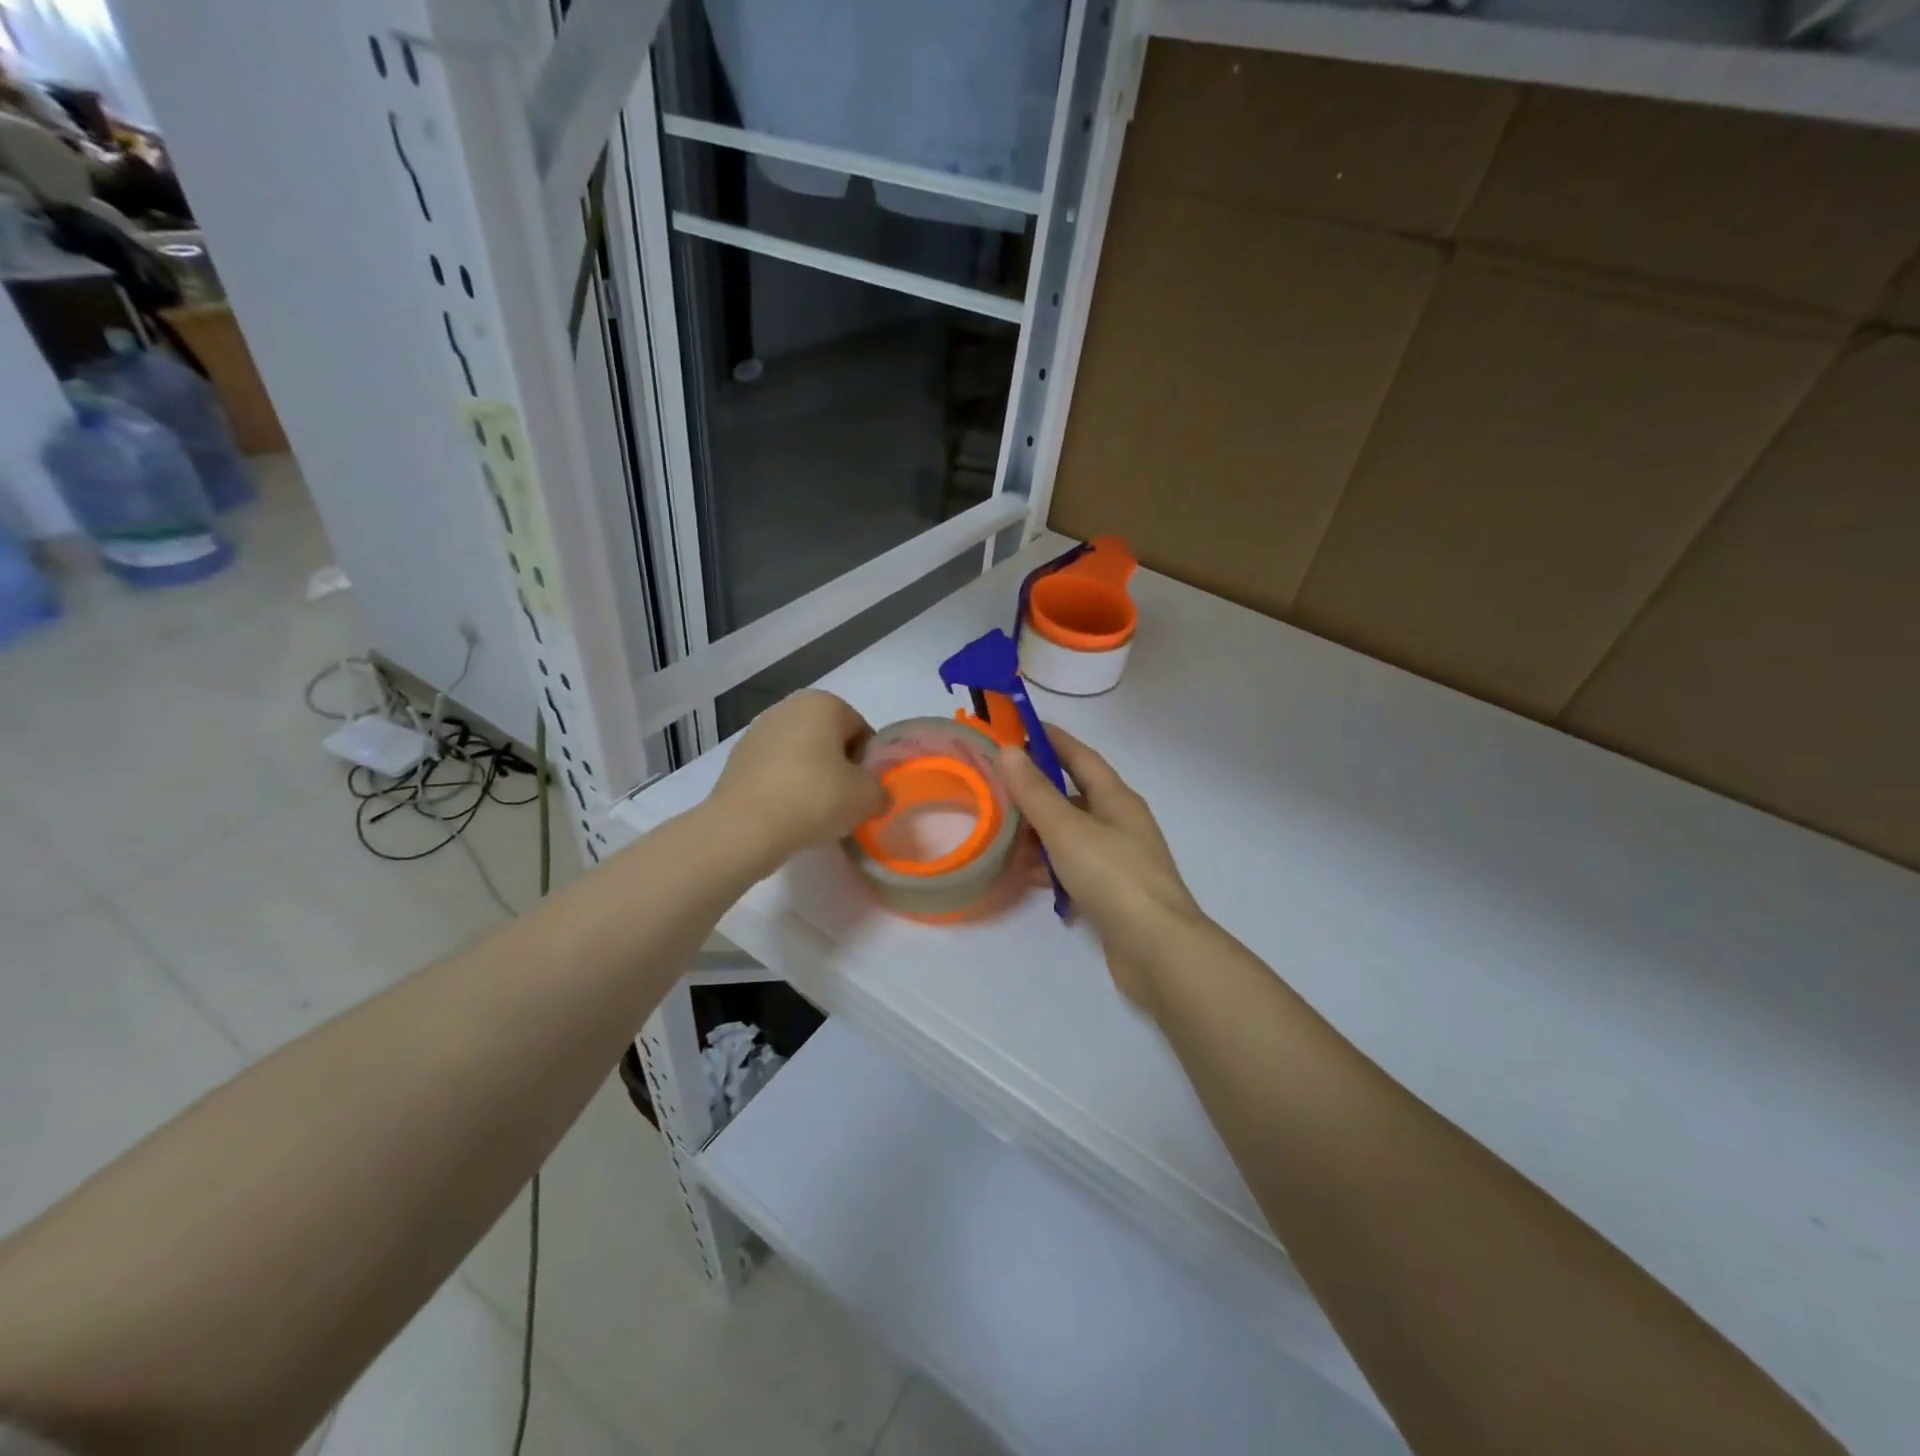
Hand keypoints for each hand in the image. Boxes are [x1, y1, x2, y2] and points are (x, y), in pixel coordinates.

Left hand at [710, 690, 887, 875]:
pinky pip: (776, 771)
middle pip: (829, 740)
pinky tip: (788, 815)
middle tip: (843, 803)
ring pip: (801, 755)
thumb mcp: (867, 798)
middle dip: (839, 768)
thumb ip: (881, 791)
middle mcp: (788, 707)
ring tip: (814, 813)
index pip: (861, 731)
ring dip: (812, 778)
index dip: (868, 763)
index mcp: (822, 703)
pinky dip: (786, 788)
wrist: (744, 828)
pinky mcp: (737, 759)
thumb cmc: (814, 798)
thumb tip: (875, 796)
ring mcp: (757, 731)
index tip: (863, 792)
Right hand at [998, 729, 1206, 1015]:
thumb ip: (1036, 792)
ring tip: (1000, 833)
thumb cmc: (1114, 877)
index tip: (1017, 727)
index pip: (1080, 756)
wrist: (1157, 950)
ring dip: (1039, 831)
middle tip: (996, 786)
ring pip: (1070, 834)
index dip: (1051, 739)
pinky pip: (1073, 867)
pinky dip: (1049, 866)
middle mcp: (1120, 823)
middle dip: (1036, 790)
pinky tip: (1024, 875)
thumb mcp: (1068, 830)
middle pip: (1073, 795)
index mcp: (1117, 799)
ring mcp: (1118, 859)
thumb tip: (1008, 750)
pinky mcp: (1112, 892)